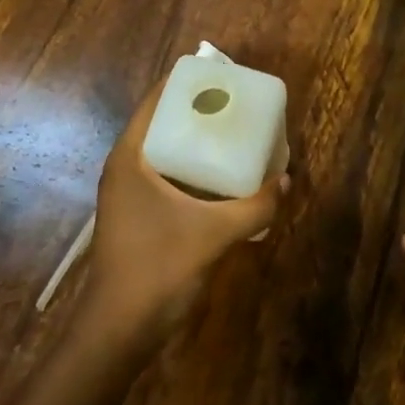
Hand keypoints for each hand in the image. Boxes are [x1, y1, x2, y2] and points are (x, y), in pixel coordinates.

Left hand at [84, 81, 289, 344]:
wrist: (119, 330)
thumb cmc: (157, 269)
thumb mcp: (214, 234)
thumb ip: (253, 206)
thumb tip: (284, 182)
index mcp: (131, 157)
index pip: (155, 100)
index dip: (186, 82)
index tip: (222, 74)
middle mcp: (126, 168)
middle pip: (163, 123)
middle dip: (198, 111)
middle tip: (238, 104)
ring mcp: (129, 193)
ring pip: (166, 152)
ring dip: (197, 142)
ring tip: (236, 134)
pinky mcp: (138, 215)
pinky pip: (168, 177)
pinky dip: (194, 170)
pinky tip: (224, 178)